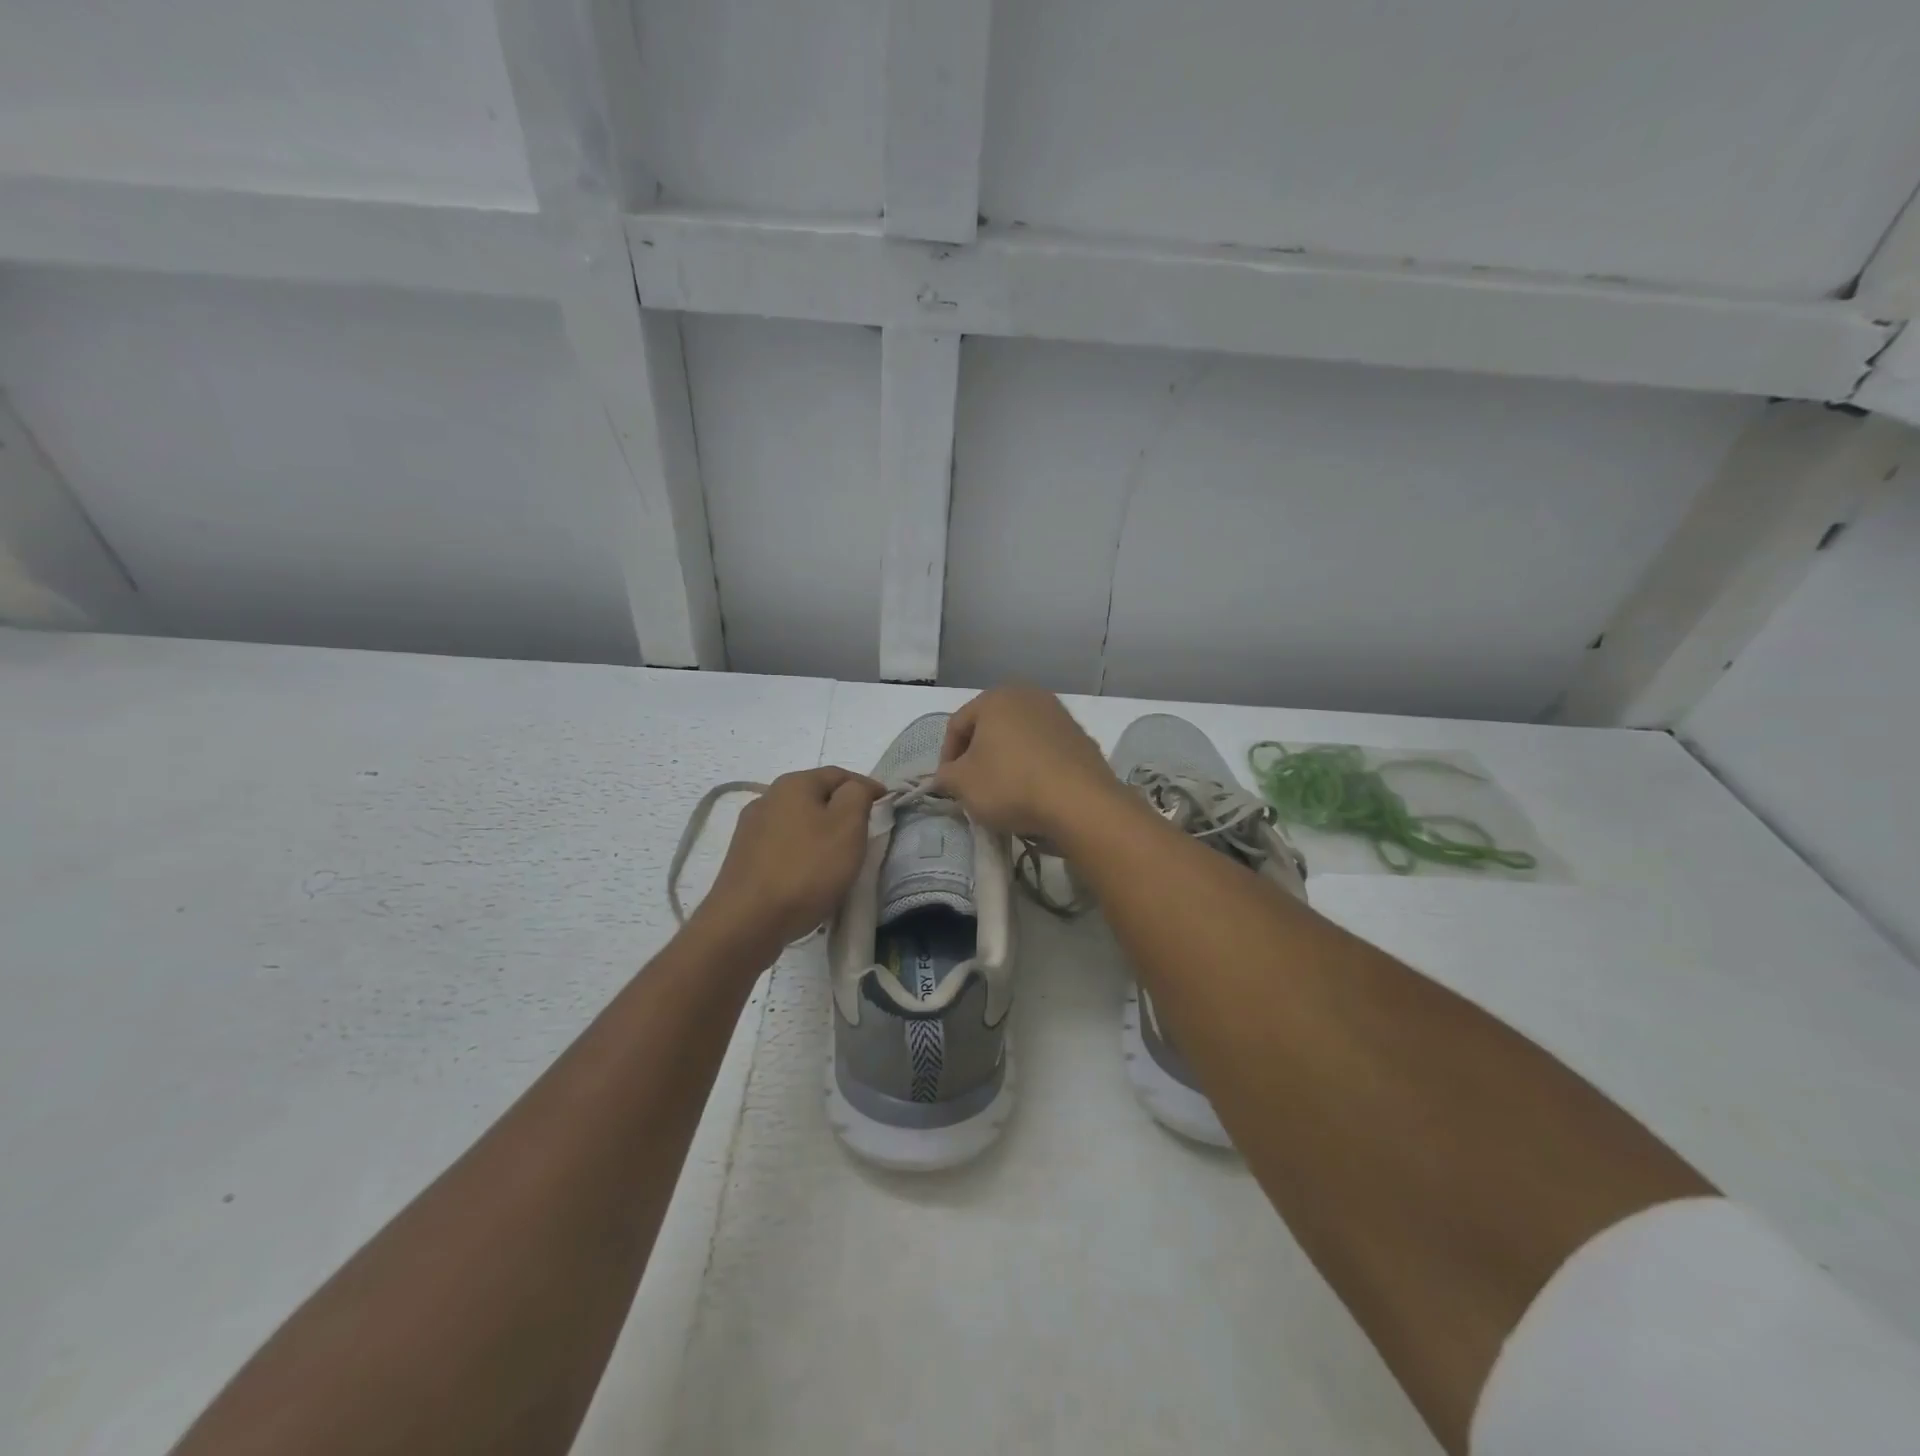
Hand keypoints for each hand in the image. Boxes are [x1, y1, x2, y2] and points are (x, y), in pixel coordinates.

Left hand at [697, 767, 883, 951]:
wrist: (747, 922)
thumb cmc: (806, 869)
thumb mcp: (847, 826)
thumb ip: (858, 795)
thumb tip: (856, 788)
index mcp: (793, 784)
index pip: (840, 774)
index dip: (867, 788)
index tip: (887, 808)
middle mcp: (767, 798)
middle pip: (816, 798)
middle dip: (842, 812)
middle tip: (865, 836)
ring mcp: (750, 829)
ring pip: (798, 824)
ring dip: (820, 835)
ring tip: (838, 860)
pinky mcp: (742, 859)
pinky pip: (783, 848)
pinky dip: (801, 855)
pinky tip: (809, 877)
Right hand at [935, 685, 1121, 840]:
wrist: (1079, 802)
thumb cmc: (1011, 784)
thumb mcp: (963, 784)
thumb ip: (946, 776)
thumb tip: (946, 776)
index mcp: (996, 697)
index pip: (957, 724)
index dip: (946, 756)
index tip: (948, 785)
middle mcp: (1029, 695)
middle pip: (990, 727)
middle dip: (978, 755)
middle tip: (973, 786)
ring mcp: (1059, 714)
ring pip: (1019, 737)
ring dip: (1007, 759)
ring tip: (1004, 791)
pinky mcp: (1081, 737)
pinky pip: (1045, 749)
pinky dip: (1033, 765)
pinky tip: (1034, 791)